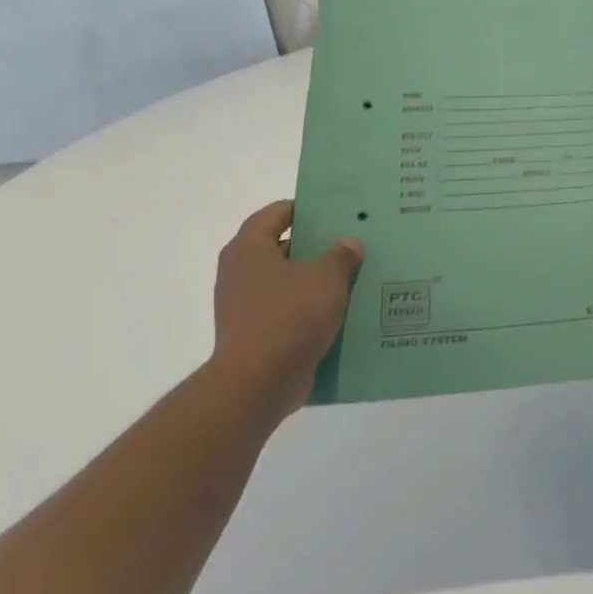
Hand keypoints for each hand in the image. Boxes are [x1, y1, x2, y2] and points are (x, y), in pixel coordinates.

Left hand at [211, 201, 361, 414]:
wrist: (259, 383)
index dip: (305, 210)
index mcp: (248, 248)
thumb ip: (341, 256)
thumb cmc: (290, 317)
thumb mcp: (326, 279)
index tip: (335, 213)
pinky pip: (286, 312)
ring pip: (287, 282)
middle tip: (352, 245)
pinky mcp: (255, 334)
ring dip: (315, 281)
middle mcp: (239, 272)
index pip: (276, 213)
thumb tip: (349, 243)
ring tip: (353, 279)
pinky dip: (309, 310)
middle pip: (282, 248)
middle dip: (316, 247)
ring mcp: (244, 305)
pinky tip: (340, 313)